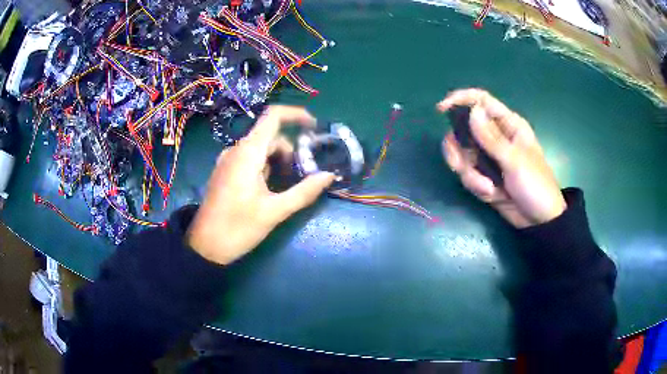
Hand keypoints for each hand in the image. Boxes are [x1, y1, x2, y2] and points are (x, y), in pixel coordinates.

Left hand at [187, 106, 335, 264]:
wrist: (205, 246)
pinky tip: (271, 189)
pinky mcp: (225, 172)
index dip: (296, 115)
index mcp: (247, 153)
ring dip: (279, 161)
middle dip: (291, 151)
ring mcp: (228, 161)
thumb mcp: (275, 212)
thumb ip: (304, 191)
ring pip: (261, 149)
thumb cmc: (238, 228)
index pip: (273, 116)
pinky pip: (250, 159)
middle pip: (270, 137)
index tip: (315, 127)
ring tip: (288, 187)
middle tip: (305, 175)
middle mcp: (236, 150)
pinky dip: (266, 167)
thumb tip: (329, 176)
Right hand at [437, 89, 565, 228]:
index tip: (441, 110)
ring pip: (461, 154)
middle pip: (463, 130)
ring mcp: (488, 157)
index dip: (460, 100)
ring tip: (487, 188)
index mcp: (509, 125)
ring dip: (469, 173)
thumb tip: (472, 111)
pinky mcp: (484, 175)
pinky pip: (467, 173)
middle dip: (459, 150)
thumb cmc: (536, 186)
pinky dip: (475, 185)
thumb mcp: (515, 161)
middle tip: (461, 166)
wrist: (539, 221)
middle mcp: (496, 137)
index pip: (481, 101)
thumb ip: (492, 138)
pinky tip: (491, 195)